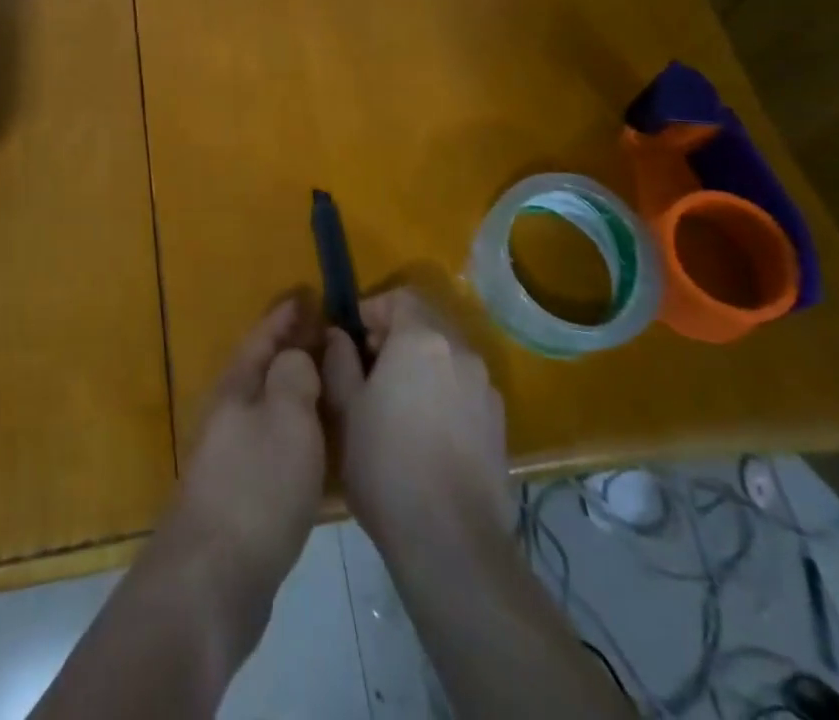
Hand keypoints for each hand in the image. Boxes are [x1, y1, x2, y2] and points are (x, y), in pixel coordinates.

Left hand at [164, 299, 325, 601]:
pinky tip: (326, 450)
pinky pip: (279, 447)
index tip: (310, 293)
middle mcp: (231, 413)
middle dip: (296, 350)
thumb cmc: (256, 485)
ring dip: (301, 393)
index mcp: (238, 385)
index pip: (264, 335)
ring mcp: (234, 456)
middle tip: (334, 338)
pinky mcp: (244, 495)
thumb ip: (295, 374)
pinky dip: (303, 437)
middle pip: (266, 370)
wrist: (214, 578)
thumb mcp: (287, 415)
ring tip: (338, 387)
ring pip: (274, 409)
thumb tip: (297, 354)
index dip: (287, 314)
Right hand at [323, 288, 509, 553]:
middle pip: (427, 323)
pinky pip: (464, 387)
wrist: (451, 540)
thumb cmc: (386, 463)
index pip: (400, 297)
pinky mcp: (499, 422)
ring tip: (395, 401)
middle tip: (368, 367)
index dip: (373, 309)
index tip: (352, 337)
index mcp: (422, 338)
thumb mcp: (346, 408)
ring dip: (421, 363)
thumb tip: (339, 335)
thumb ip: (340, 360)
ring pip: (447, 356)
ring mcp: (485, 387)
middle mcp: (460, 351)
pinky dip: (442, 391)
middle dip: (396, 335)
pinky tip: (425, 430)